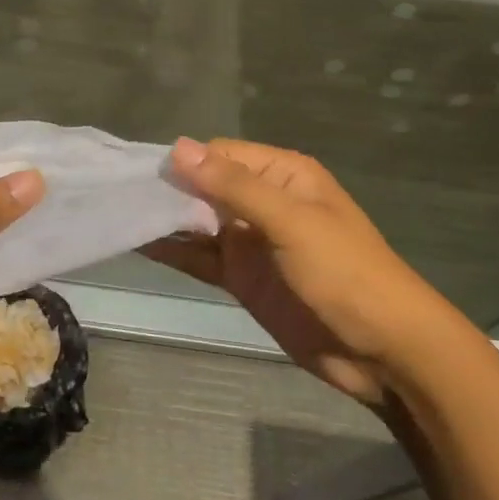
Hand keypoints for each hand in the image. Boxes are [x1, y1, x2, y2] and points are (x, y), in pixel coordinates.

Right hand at [142, 137, 463, 404]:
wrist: (384, 351)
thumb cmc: (345, 274)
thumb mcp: (290, 222)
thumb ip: (233, 187)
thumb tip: (177, 147)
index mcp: (282, 175)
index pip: (219, 155)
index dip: (182, 163)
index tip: (136, 174)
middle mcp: (263, 202)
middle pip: (204, 187)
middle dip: (166, 190)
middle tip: (114, 196)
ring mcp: (250, 242)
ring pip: (197, 222)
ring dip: (164, 220)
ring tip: (114, 215)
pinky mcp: (242, 277)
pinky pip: (200, 257)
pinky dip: (172, 251)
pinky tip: (137, 244)